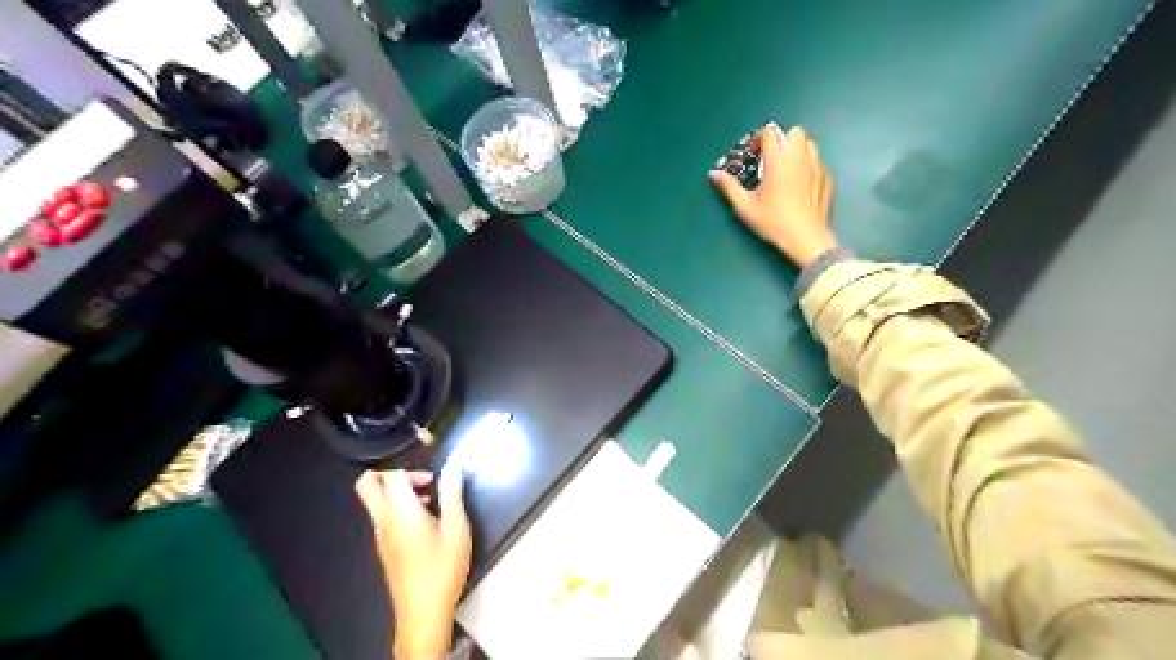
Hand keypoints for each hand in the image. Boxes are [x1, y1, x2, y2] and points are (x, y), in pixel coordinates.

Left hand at [353, 467, 470, 655]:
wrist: (423, 613)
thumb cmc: (443, 568)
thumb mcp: (456, 527)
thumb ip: (452, 493)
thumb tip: (453, 465)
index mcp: (400, 512)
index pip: (392, 476)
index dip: (412, 470)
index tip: (433, 482)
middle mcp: (383, 521)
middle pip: (367, 485)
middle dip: (390, 474)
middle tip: (419, 483)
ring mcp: (380, 536)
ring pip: (375, 501)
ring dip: (397, 493)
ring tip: (430, 505)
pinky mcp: (384, 549)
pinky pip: (383, 517)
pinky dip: (399, 510)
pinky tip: (426, 525)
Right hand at [711, 123, 840, 268]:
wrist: (806, 237)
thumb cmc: (772, 221)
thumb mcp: (745, 206)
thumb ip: (729, 187)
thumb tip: (713, 174)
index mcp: (777, 159)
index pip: (770, 132)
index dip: (759, 139)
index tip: (754, 155)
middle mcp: (799, 156)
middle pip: (794, 132)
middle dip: (783, 141)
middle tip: (772, 160)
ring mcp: (816, 166)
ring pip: (809, 145)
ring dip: (798, 150)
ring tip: (787, 169)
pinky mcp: (827, 178)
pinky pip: (818, 163)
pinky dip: (808, 167)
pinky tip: (801, 186)